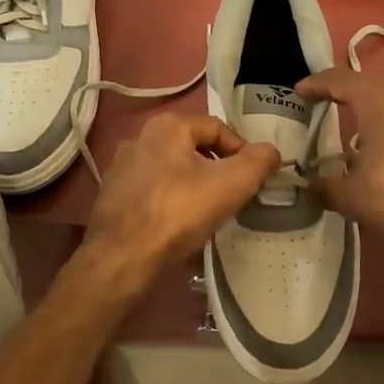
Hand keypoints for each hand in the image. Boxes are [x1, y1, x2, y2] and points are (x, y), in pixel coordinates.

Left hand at [79, 113, 280, 293]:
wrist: (122, 258)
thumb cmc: (179, 212)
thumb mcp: (232, 183)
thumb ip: (258, 162)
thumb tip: (271, 151)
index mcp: (166, 126)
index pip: (217, 128)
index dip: (242, 151)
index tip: (254, 179)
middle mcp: (139, 138)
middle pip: (194, 149)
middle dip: (218, 170)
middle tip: (234, 197)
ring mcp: (121, 169)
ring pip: (172, 172)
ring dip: (194, 187)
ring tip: (209, 214)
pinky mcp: (112, 198)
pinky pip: (153, 194)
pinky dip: (171, 204)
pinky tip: (180, 227)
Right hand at [294, 68, 383, 239]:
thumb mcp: (350, 196)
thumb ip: (325, 187)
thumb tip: (308, 187)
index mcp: (377, 99)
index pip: (339, 80)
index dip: (317, 84)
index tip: (301, 90)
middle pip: (372, 83)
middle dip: (350, 90)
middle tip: (331, 100)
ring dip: (382, 105)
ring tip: (368, 123)